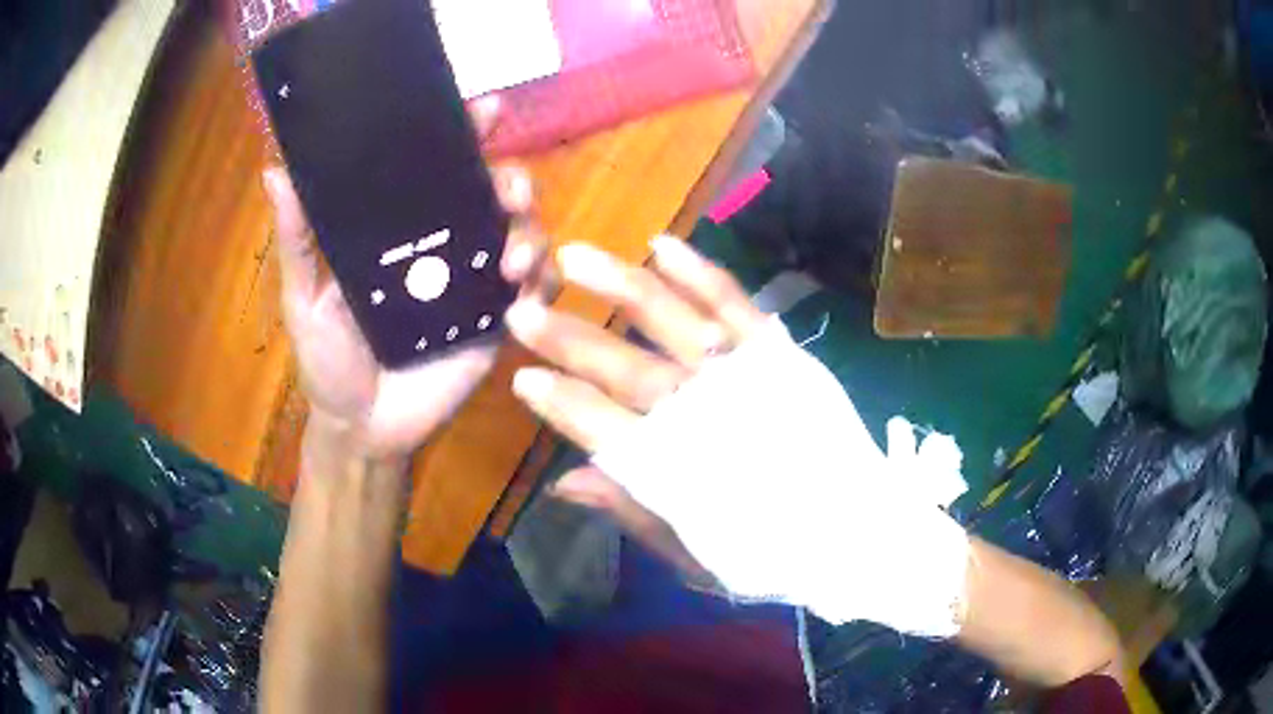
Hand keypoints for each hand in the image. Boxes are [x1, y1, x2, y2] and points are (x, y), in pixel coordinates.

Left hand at [264, 100, 553, 461]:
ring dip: (532, 233)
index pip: (440, 170)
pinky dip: (543, 283)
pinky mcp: (497, 322)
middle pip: (495, 195)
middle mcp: (446, 245)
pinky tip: (523, 292)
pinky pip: (536, 292)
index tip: (483, 109)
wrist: (363, 428)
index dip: (466, 135)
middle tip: (509, 191)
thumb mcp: (304, 297)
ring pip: (525, 235)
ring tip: (510, 261)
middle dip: (514, 181)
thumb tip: (276, 171)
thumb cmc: (330, 361)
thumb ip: (297, 239)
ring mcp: (475, 283)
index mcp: (403, 230)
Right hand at [505, 238, 970, 636]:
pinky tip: (663, 245)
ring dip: (621, 287)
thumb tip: (566, 481)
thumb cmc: (774, 553)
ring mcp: (747, 378)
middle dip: (569, 339)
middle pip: (625, 371)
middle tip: (522, 310)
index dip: (560, 402)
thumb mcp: (696, 554)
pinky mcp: (782, 355)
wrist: (860, 533)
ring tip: (574, 256)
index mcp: (677, 472)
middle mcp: (706, 417)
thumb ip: (632, 511)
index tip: (522, 377)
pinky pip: (736, 304)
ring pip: (673, 322)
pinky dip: (699, 273)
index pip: (600, 428)